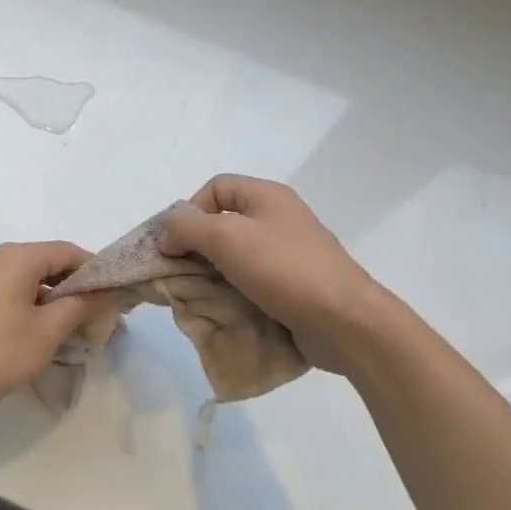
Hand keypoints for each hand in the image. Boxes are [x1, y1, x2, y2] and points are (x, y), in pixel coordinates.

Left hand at [0, 242, 116, 418]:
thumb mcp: (46, 332)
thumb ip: (80, 307)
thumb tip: (106, 293)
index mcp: (15, 257)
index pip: (68, 251)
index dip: (96, 271)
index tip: (115, 297)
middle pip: (47, 265)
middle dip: (76, 290)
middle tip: (100, 319)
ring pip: (27, 282)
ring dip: (54, 303)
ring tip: (75, 332)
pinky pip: (8, 294)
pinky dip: (30, 308)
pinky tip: (41, 335)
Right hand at [160, 175, 390, 373]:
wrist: (343, 321)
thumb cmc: (283, 269)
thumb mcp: (225, 237)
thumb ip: (187, 228)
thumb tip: (167, 235)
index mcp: (267, 196)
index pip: (215, 188)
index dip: (190, 211)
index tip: (178, 244)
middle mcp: (278, 219)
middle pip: (223, 223)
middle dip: (196, 248)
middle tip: (181, 274)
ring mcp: (288, 255)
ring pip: (234, 257)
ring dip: (212, 275)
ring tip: (200, 296)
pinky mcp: (292, 287)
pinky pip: (252, 282)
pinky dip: (233, 294)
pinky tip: (225, 310)